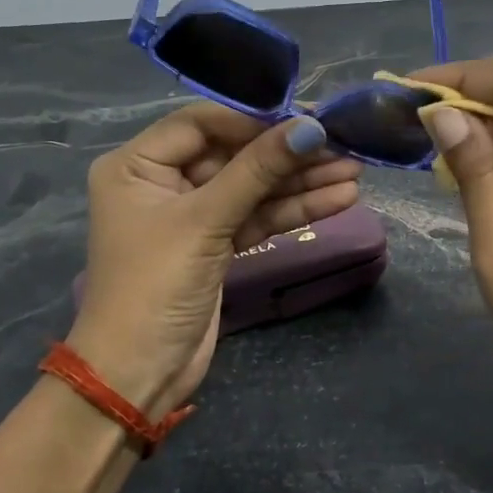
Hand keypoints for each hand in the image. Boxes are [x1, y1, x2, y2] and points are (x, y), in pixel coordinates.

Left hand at [67, 104, 360, 415]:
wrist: (138, 375)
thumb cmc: (155, 286)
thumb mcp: (205, 222)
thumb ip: (258, 171)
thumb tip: (311, 127)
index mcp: (137, 165)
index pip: (201, 122)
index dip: (255, 118)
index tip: (308, 117)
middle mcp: (162, 182)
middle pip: (233, 154)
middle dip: (287, 153)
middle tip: (343, 145)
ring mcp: (192, 215)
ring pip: (251, 187)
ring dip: (300, 182)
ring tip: (354, 172)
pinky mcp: (216, 245)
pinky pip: (256, 217)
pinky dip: (293, 210)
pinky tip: (338, 199)